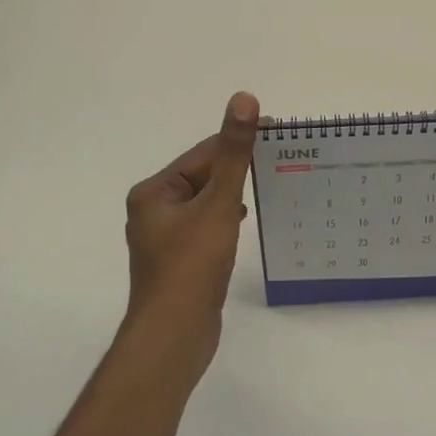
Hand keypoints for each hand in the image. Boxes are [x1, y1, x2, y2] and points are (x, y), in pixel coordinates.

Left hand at [121, 92, 259, 376]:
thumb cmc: (192, 266)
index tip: (277, 133)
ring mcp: (164, 238)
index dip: (239, 143)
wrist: (175, 336)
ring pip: (206, 203)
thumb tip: (243, 99)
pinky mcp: (179, 260)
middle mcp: (153, 210)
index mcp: (154, 192)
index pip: (203, 155)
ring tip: (269, 188)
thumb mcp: (218, 204)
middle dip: (237, 170)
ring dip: (233, 195)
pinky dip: (225, 219)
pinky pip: (206, 227)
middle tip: (281, 160)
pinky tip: (244, 221)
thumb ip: (233, 153)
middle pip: (204, 177)